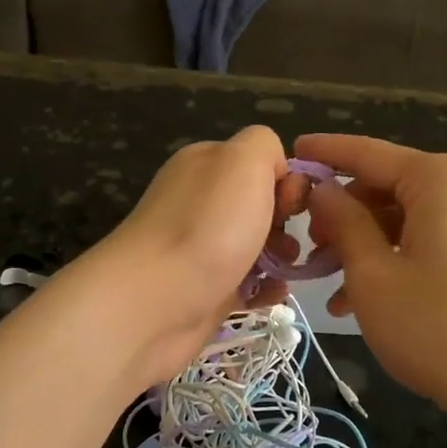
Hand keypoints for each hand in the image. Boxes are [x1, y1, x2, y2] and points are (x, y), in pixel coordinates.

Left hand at [89, 126, 310, 384]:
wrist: (154, 302)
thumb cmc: (207, 226)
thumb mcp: (242, 160)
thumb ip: (264, 145)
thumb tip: (276, 171)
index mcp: (206, 164)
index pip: (261, 162)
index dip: (286, 180)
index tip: (292, 204)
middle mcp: (200, 202)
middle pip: (262, 204)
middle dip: (286, 221)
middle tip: (288, 241)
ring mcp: (201, 248)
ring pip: (257, 245)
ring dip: (281, 256)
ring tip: (285, 269)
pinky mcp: (205, 290)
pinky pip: (248, 283)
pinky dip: (266, 288)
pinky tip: (273, 294)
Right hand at [296, 134, 446, 430]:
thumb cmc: (437, 326)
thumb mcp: (373, 274)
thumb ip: (343, 222)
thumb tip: (323, 190)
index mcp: (440, 177)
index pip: (368, 153)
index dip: (324, 154)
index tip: (291, 152)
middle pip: (388, 186)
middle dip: (344, 214)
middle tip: (309, 246)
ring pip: (407, 218)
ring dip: (366, 245)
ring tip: (331, 285)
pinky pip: (432, 240)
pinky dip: (397, 259)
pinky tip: (366, 299)